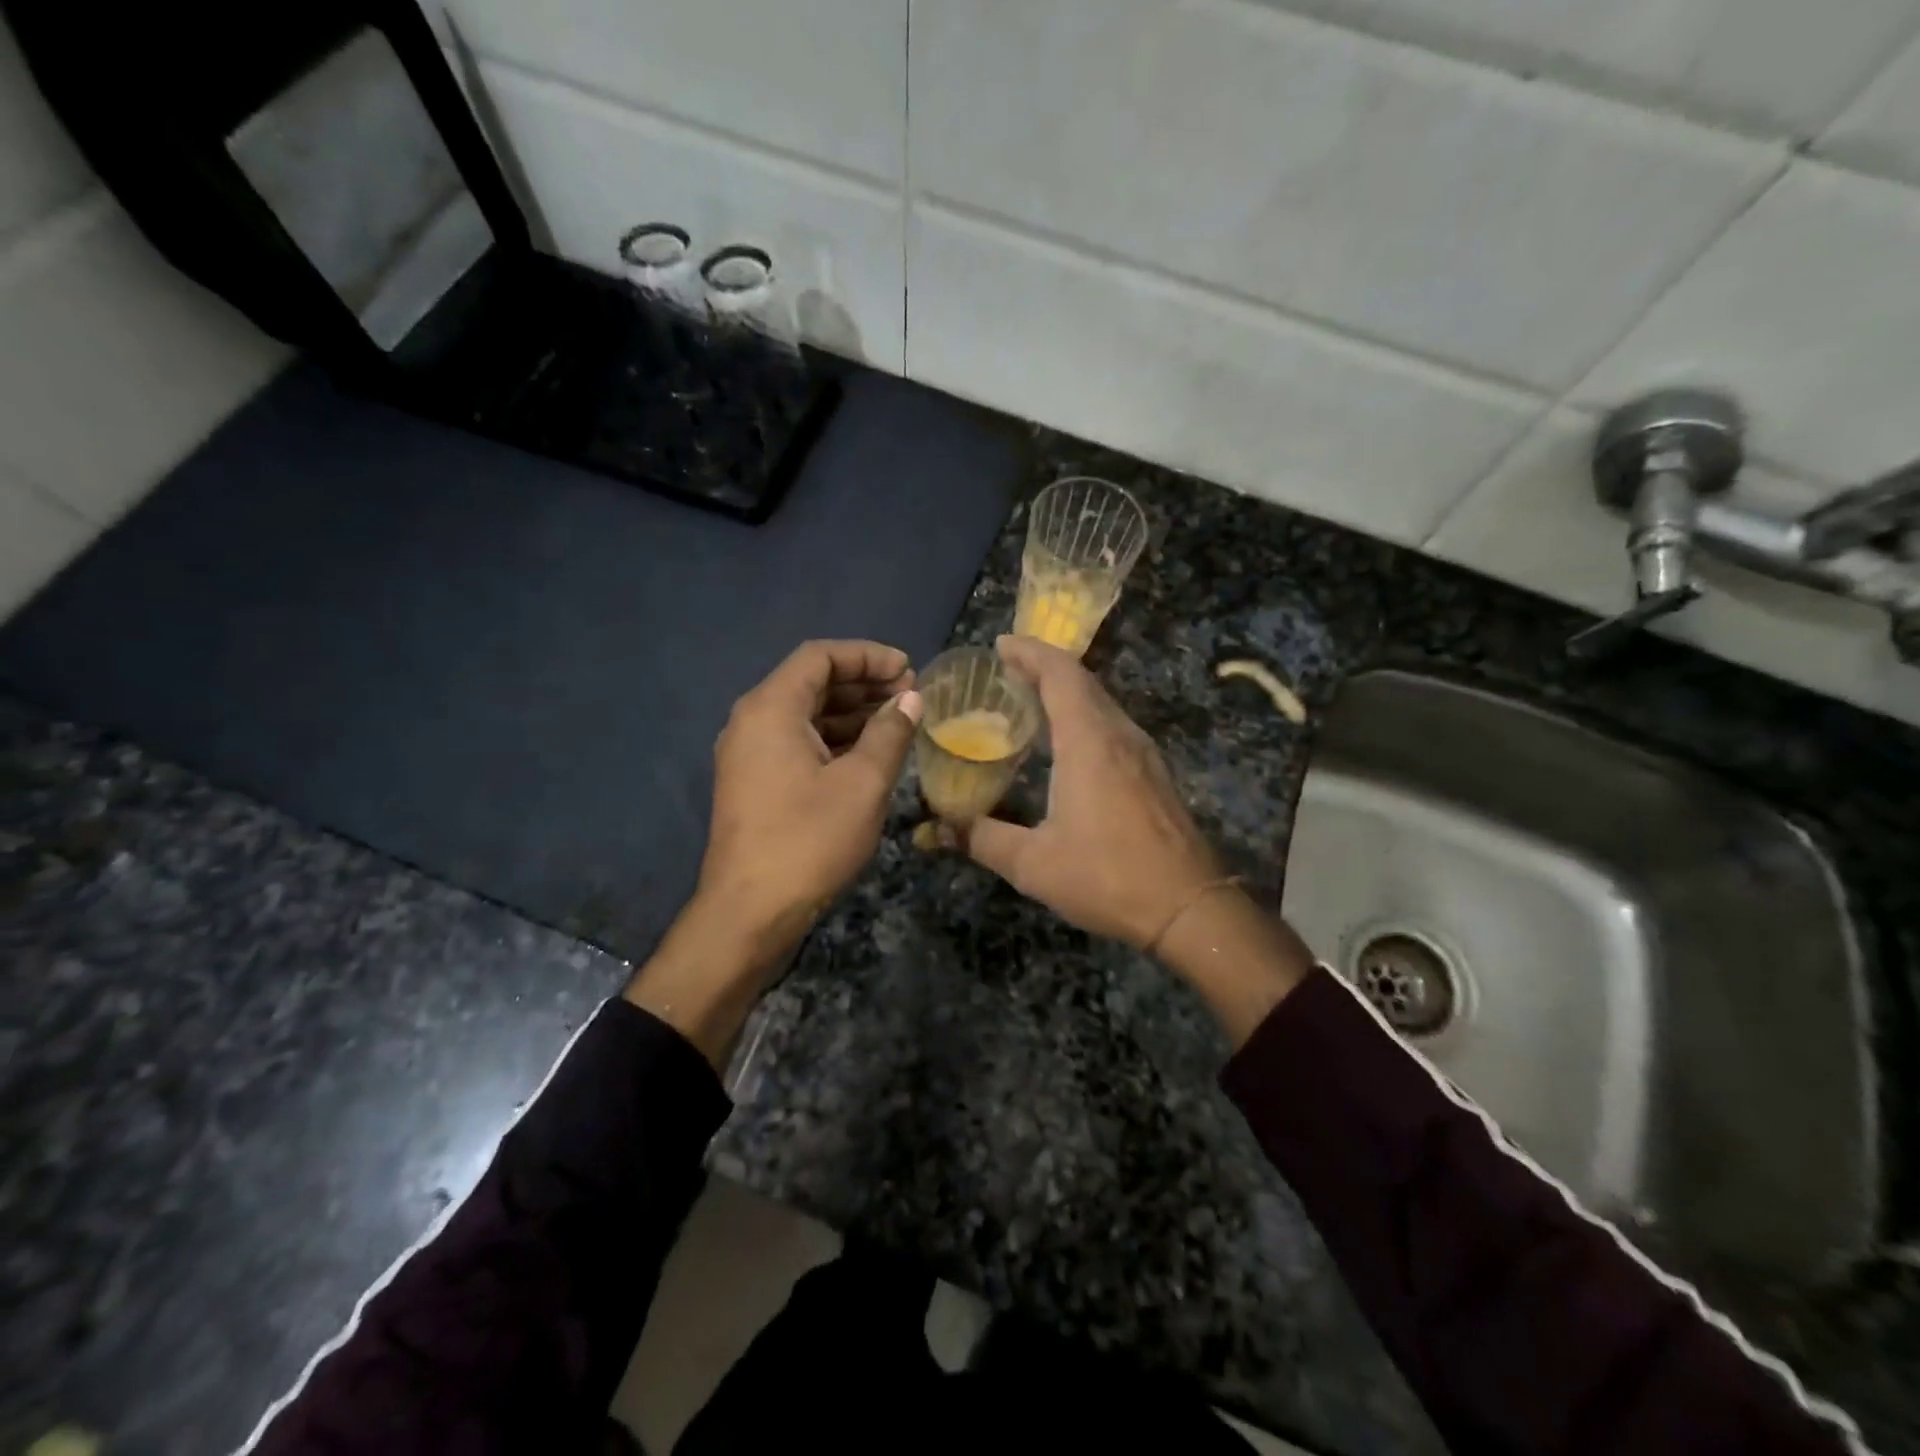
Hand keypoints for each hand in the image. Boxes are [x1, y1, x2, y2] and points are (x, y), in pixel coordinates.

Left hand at [700, 638, 922, 946]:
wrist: (750, 913)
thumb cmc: (809, 840)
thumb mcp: (863, 783)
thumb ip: (890, 732)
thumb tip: (911, 698)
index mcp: (770, 709)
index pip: (819, 657)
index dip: (868, 655)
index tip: (908, 669)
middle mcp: (752, 722)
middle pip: (811, 682)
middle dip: (863, 682)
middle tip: (910, 694)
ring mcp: (749, 754)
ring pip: (805, 715)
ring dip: (851, 712)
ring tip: (898, 720)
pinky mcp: (755, 782)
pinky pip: (798, 742)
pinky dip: (834, 739)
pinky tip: (870, 752)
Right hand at [962, 635, 1224, 948]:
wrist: (1189, 907)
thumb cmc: (1108, 877)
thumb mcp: (1034, 864)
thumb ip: (982, 839)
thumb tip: (938, 829)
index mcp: (1089, 742)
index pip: (1060, 674)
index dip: (1030, 652)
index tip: (1001, 645)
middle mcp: (1119, 735)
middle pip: (1082, 681)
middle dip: (1044, 666)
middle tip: (1005, 670)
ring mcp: (1143, 753)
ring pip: (1102, 702)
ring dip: (1067, 690)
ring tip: (1030, 699)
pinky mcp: (1154, 773)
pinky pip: (1114, 725)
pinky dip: (1085, 715)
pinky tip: (1067, 742)